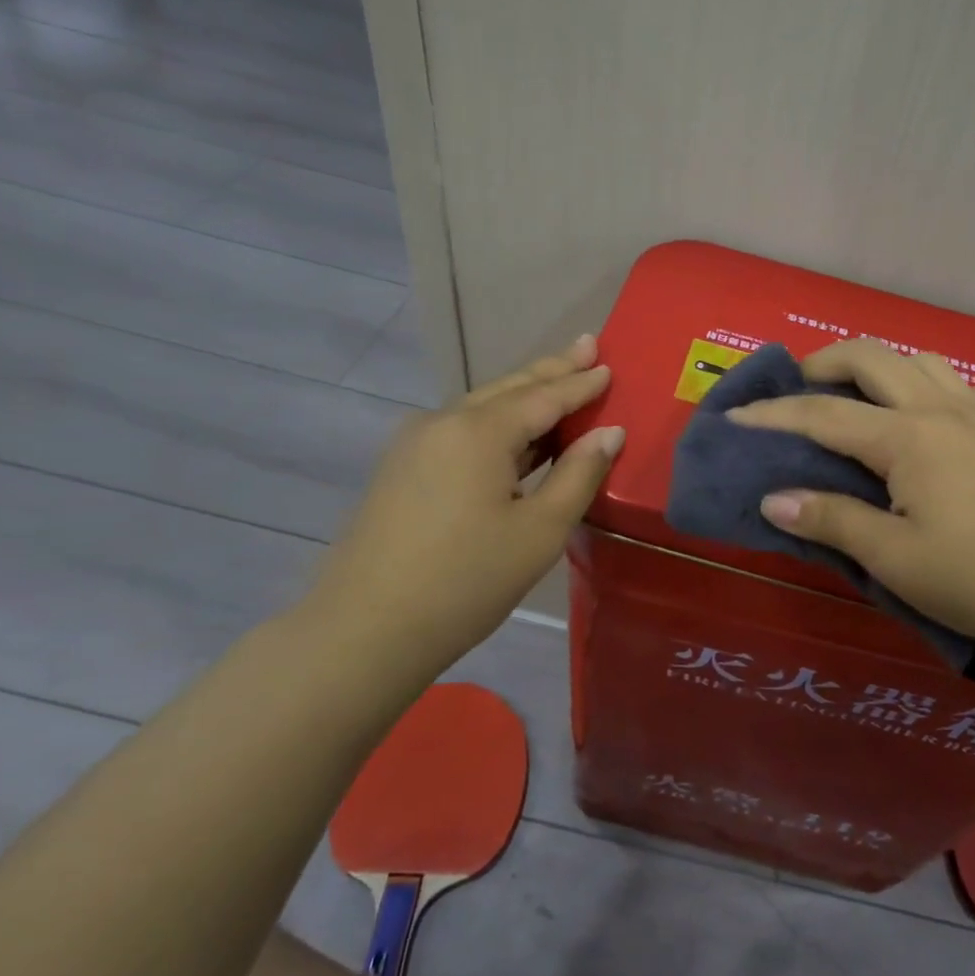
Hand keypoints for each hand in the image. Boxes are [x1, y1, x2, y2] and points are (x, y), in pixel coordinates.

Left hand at [298, 335, 622, 662]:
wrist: (365, 631)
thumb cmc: (467, 580)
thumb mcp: (540, 530)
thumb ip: (579, 474)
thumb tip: (609, 432)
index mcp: (479, 431)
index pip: (544, 397)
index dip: (581, 384)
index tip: (609, 366)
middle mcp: (443, 422)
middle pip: (509, 388)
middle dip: (551, 369)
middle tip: (586, 345)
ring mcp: (415, 444)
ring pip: (482, 406)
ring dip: (524, 393)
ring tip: (559, 377)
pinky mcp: (402, 468)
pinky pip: (462, 429)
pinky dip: (498, 421)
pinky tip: (514, 430)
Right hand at [727, 339, 974, 651]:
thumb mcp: (896, 559)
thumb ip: (833, 521)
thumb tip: (774, 499)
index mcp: (905, 437)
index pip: (822, 414)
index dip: (772, 415)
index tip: (733, 418)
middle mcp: (938, 407)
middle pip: (870, 357)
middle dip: (822, 364)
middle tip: (797, 391)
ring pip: (919, 360)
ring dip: (879, 368)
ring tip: (861, 401)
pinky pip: (959, 384)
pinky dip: (927, 386)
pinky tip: (928, 418)